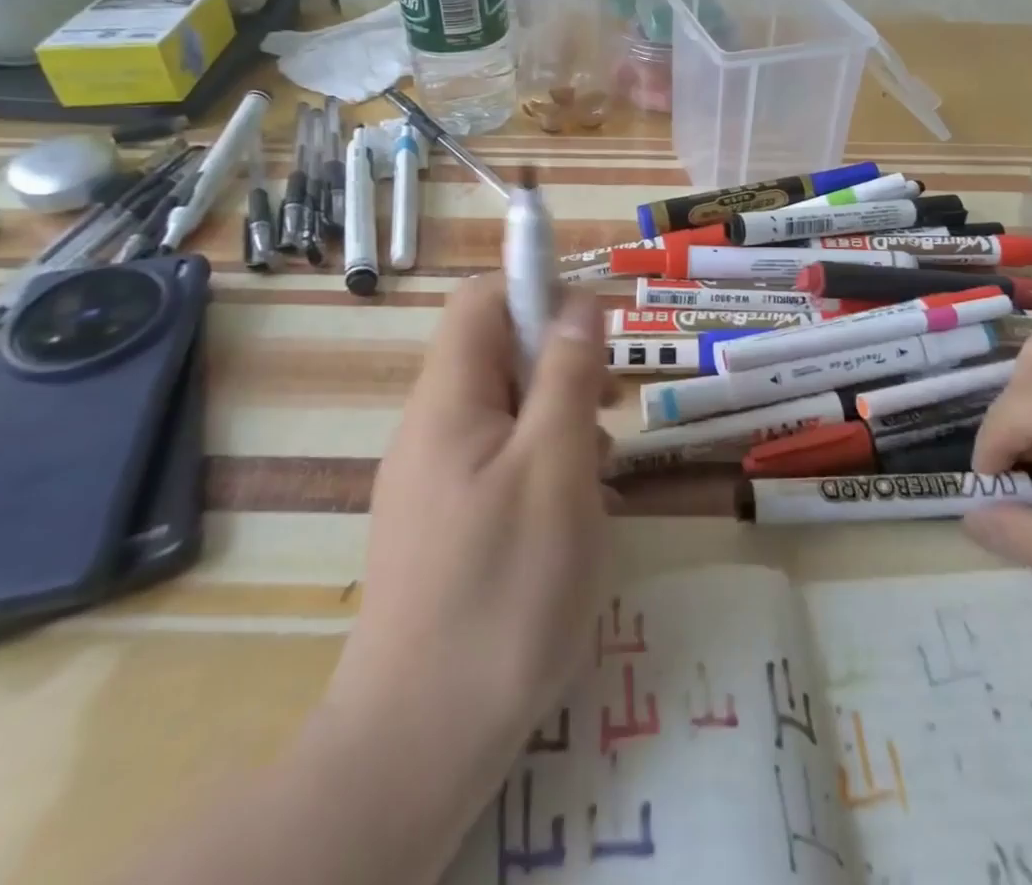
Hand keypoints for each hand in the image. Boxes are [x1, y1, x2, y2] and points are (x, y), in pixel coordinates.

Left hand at [328, 276, 614, 761]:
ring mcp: (432, 476)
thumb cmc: (504, 589)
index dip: (539, 291)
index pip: (483, 300)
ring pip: (504, 408)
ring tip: (603, 467)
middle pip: (496, 352)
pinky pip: (498, 459)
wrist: (420, 740)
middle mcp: (431, 426)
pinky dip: (543, 462)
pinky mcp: (443, 519)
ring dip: (559, 416)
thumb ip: (567, 375)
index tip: (594, 332)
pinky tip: (575, 510)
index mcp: (449, 399)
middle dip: (560, 363)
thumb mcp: (556, 468)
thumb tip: (578, 299)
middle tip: (611, 406)